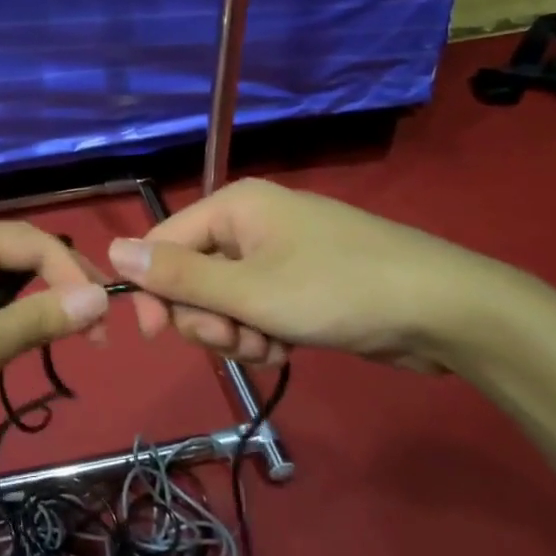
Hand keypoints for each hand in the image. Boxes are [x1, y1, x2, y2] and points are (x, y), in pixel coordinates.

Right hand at [107, 178, 523, 373]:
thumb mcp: (250, 291)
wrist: (442, 309)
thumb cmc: (338, 290)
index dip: (153, 291)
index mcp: (232, 207)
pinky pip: (255, 309)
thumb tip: (112, 251)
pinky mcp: (299, 283)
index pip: (162, 244)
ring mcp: (276, 253)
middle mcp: (248, 224)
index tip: (157, 338)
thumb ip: (178, 276)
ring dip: (236, 332)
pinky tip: (287, 348)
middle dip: (207, 318)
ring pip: (223, 299)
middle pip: (192, 276)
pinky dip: (261, 333)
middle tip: (238, 339)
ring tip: (271, 346)